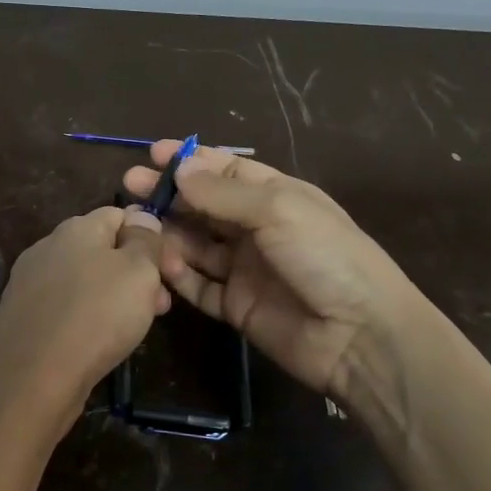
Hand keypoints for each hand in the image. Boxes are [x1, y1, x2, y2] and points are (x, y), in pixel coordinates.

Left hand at [0, 206, 169, 449]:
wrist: (30, 376)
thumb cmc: (95, 315)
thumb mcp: (138, 271)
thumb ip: (145, 240)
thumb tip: (141, 216)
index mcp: (76, 227)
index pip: (120, 215)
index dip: (150, 236)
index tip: (171, 269)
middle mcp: (49, 247)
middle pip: (102, 250)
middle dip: (136, 273)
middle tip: (160, 306)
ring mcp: (31, 283)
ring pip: (85, 281)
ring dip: (114, 298)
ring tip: (134, 329)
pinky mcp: (23, 317)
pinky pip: (65, 308)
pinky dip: (86, 319)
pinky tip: (98, 343)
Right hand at [124, 142, 422, 398]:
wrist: (360, 335)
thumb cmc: (325, 256)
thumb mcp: (278, 210)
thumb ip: (224, 192)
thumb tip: (180, 169)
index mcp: (276, 196)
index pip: (226, 170)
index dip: (191, 162)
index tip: (153, 154)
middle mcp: (257, 229)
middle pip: (204, 205)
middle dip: (169, 194)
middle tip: (130, 186)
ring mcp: (245, 268)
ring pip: (195, 244)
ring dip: (168, 233)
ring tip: (137, 225)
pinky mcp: (235, 305)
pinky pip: (198, 285)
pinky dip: (178, 274)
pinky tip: (160, 262)